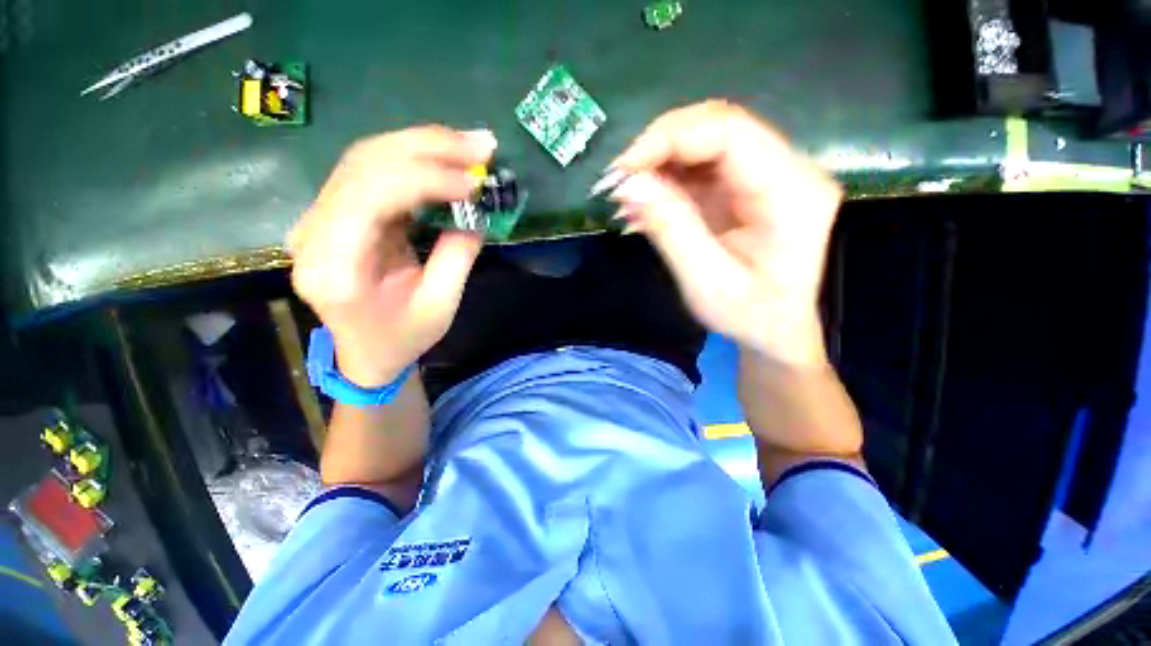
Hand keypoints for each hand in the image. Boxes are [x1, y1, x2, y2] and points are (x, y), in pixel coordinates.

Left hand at [288, 126, 495, 385]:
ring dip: (423, 146)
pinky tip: (445, 158)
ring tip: (470, 145)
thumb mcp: (439, 306)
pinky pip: (373, 171)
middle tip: (481, 145)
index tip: (473, 184)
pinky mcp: (338, 212)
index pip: (369, 197)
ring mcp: (320, 217)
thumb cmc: (402, 339)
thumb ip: (457, 256)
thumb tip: (477, 213)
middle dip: (428, 148)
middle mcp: (314, 232)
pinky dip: (413, 159)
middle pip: (364, 164)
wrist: (366, 352)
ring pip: (367, 158)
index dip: (424, 179)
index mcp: (335, 267)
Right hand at [608, 101, 841, 366]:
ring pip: (705, 144)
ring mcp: (766, 176)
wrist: (777, 331)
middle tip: (620, 182)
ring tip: (628, 199)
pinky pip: (702, 169)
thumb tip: (629, 184)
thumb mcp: (706, 283)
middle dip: (659, 149)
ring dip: (659, 166)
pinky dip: (667, 182)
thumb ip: (671, 230)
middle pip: (717, 127)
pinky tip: (645, 207)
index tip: (623, 169)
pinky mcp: (745, 188)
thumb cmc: (750, 317)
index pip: (729, 133)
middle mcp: (787, 170)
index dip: (668, 139)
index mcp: (791, 192)